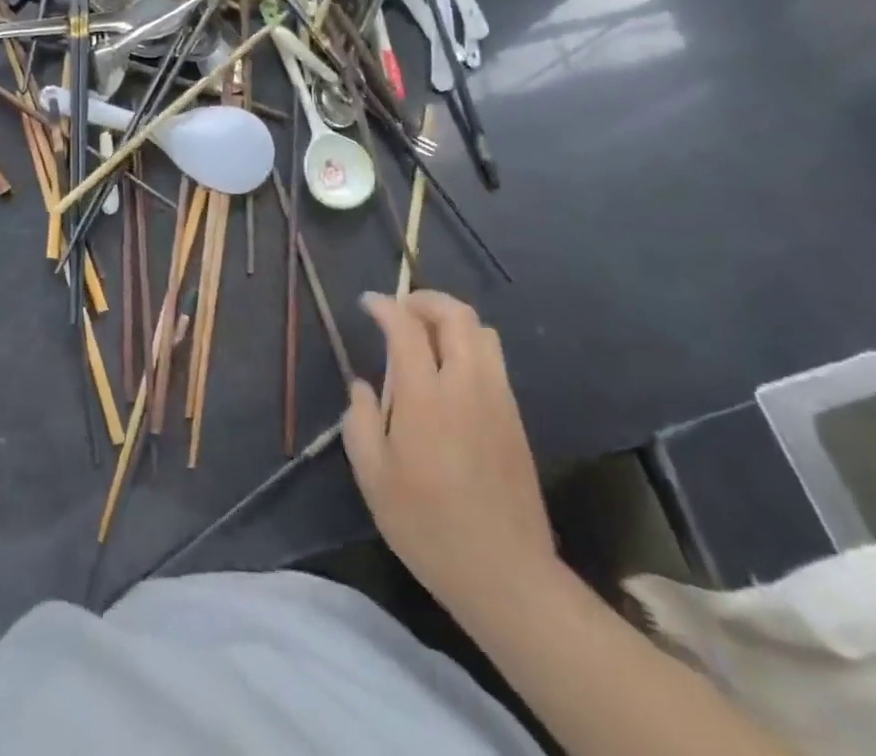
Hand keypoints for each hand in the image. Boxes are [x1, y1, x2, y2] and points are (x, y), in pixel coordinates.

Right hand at [344, 291, 557, 623]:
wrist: (507, 575)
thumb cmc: (428, 526)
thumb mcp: (373, 477)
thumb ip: (360, 421)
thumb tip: (362, 387)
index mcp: (426, 396)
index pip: (406, 327)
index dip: (385, 306)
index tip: (367, 303)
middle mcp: (467, 385)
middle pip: (456, 315)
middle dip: (425, 300)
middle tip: (400, 310)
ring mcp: (498, 399)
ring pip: (482, 332)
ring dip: (451, 321)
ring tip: (426, 336)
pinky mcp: (515, 419)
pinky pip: (494, 361)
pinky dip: (469, 346)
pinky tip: (450, 373)